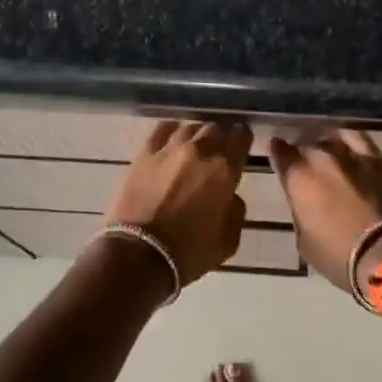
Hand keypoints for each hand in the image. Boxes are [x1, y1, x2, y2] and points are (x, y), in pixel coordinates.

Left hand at [102, 120, 250, 283]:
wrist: (138, 254)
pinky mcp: (143, 154)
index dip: (243, 138)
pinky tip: (171, 140)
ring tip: (194, 146)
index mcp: (225, 170)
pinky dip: (171, 131)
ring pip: (189, 127)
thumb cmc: (188, 253)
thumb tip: (230, 197)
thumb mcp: (228, 241)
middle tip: (218, 150)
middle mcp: (200, 151)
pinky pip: (162, 130)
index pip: (241, 137)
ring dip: (196, 135)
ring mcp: (169, 149)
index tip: (241, 144)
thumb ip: (236, 212)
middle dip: (220, 137)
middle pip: (215, 128)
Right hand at [268, 130, 381, 290]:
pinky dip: (347, 139)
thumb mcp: (304, 241)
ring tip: (325, 152)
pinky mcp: (377, 158)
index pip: (279, 152)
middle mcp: (321, 158)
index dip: (277, 152)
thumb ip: (300, 211)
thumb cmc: (339, 255)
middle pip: (305, 144)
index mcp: (298, 178)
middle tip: (303, 163)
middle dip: (301, 152)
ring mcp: (350, 155)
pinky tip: (347, 146)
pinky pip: (357, 137)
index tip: (277, 152)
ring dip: (324, 144)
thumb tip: (303, 201)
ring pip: (330, 138)